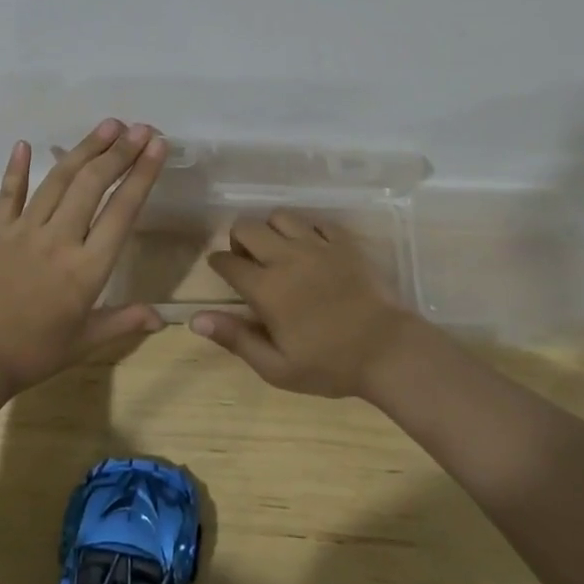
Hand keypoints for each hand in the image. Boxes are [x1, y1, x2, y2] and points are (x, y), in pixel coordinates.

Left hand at [0, 120, 167, 395]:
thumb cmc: (37, 352)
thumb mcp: (86, 341)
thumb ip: (125, 321)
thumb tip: (164, 317)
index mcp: (87, 269)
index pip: (122, 211)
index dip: (142, 175)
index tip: (158, 147)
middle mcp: (59, 240)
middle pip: (93, 184)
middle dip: (120, 152)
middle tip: (141, 128)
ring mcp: (24, 230)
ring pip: (58, 179)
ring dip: (85, 149)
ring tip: (108, 125)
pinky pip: (9, 192)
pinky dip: (17, 167)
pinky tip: (24, 143)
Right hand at [191, 210, 421, 398]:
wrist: (387, 350)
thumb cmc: (329, 365)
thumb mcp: (276, 366)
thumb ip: (235, 338)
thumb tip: (195, 320)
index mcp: (266, 288)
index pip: (227, 261)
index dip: (218, 264)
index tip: (221, 271)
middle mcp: (286, 257)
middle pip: (247, 227)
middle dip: (239, 239)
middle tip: (249, 261)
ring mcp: (317, 245)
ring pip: (280, 216)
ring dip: (271, 230)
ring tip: (279, 251)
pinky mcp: (343, 241)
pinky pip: (315, 221)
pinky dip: (307, 230)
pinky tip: (311, 249)